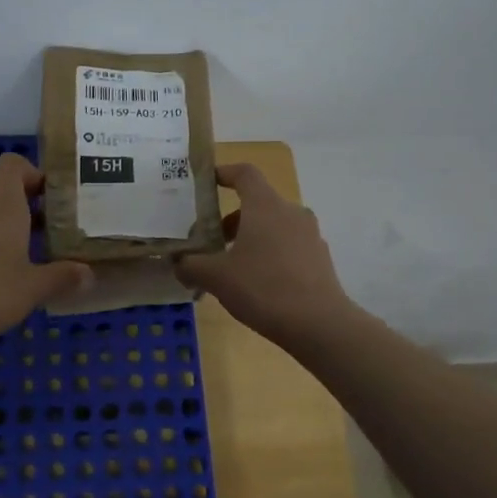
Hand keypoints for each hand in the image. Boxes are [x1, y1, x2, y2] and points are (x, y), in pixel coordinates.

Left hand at [0, 153, 92, 355]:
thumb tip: (88, 273)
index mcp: (3, 209)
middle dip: (23, 216)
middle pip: (1, 199)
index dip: (31, 172)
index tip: (49, 197)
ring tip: (15, 270)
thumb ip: (62, 277)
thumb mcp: (32, 290)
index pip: (12, 166)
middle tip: (45, 243)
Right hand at [175, 163, 353, 344]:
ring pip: (273, 226)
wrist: (318, 324)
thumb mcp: (216, 277)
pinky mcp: (319, 258)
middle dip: (231, 218)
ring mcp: (310, 235)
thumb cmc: (263, 288)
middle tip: (210, 242)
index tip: (208, 183)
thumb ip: (191, 265)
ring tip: (231, 267)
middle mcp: (291, 212)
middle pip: (257, 203)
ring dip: (250, 238)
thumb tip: (177, 263)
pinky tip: (257, 283)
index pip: (245, 173)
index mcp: (265, 206)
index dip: (224, 173)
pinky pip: (288, 246)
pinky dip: (269, 254)